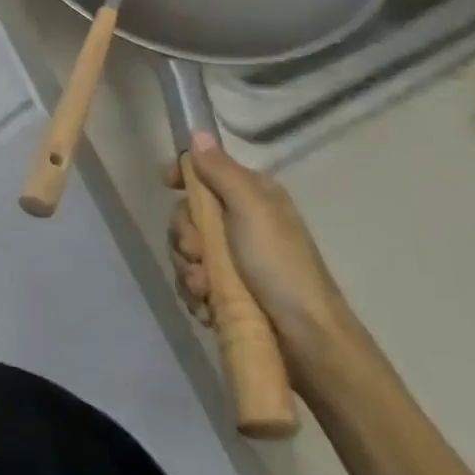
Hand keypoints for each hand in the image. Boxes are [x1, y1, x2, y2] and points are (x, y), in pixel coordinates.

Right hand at [165, 134, 352, 361]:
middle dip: (185, 236)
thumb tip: (198, 134)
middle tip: (198, 254)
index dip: (184, 177)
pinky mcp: (228, 293)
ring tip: (205, 290)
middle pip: (189, 216)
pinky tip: (207, 306)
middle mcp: (242, 223)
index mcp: (252, 197)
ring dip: (189, 270)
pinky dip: (195, 294)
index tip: (166, 185)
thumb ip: (221, 171)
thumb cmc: (280, 265)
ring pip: (187, 252)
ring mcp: (234, 261)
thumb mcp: (251, 209)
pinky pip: (193, 283)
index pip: (207, 173)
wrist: (308, 340)